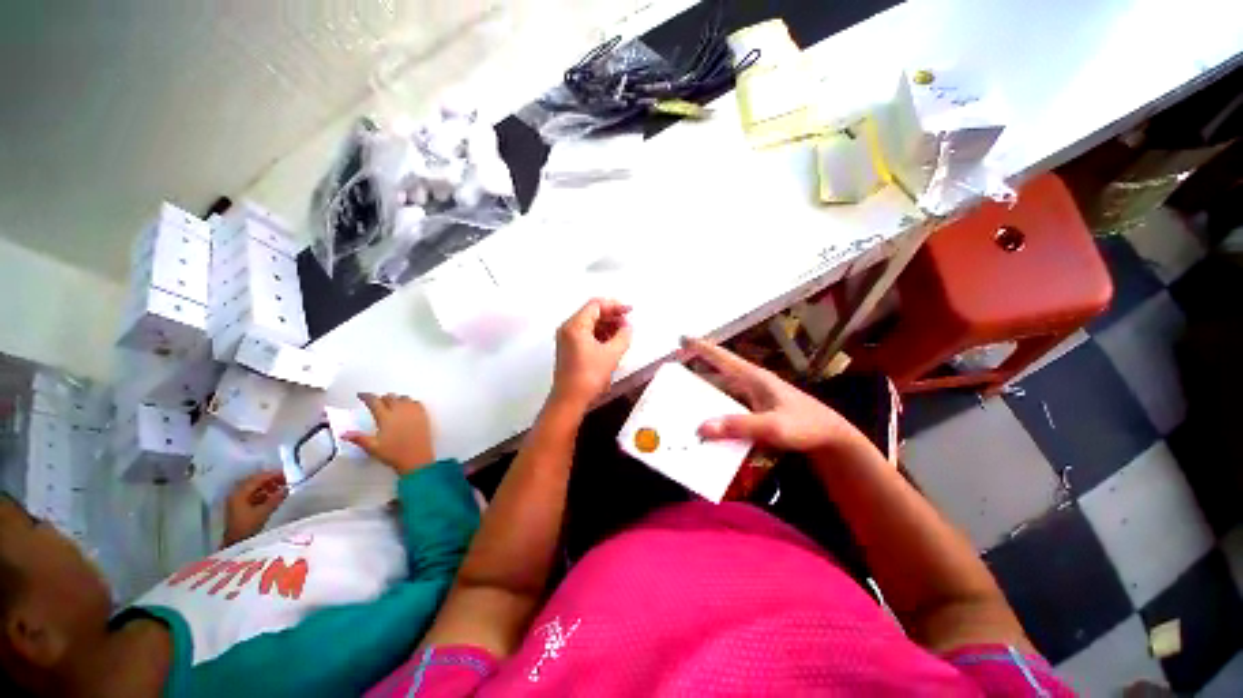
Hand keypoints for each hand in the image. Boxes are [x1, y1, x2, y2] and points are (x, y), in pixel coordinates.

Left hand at [222, 471, 287, 547]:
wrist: (235, 542)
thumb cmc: (247, 526)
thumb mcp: (263, 513)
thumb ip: (275, 499)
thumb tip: (287, 488)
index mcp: (240, 493)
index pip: (257, 478)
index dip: (272, 475)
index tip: (286, 476)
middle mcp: (237, 493)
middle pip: (255, 480)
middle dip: (270, 479)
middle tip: (284, 481)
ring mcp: (237, 499)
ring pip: (254, 486)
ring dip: (267, 486)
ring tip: (280, 489)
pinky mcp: (239, 504)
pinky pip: (252, 493)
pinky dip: (263, 492)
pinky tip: (272, 496)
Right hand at [343, 393, 435, 474]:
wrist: (417, 458)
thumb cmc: (394, 453)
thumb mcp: (373, 447)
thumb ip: (358, 438)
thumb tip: (343, 434)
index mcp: (386, 417)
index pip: (374, 401)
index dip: (366, 396)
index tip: (361, 395)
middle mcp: (400, 411)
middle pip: (390, 397)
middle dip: (381, 398)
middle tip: (376, 402)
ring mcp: (414, 412)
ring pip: (404, 398)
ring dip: (396, 398)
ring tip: (391, 403)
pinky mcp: (424, 415)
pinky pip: (417, 402)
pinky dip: (410, 402)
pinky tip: (407, 406)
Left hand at [551, 299, 632, 409]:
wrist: (570, 400)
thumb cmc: (590, 375)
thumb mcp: (611, 354)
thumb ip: (623, 336)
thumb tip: (627, 327)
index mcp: (575, 325)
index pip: (596, 305)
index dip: (615, 306)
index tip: (630, 311)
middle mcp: (568, 328)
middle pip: (592, 313)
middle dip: (611, 316)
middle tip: (627, 323)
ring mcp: (567, 338)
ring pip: (589, 324)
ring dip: (607, 325)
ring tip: (622, 333)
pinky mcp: (569, 349)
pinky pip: (586, 334)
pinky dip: (599, 335)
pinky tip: (612, 341)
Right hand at [682, 337, 867, 454]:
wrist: (831, 439)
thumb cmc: (806, 426)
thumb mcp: (773, 427)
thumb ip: (739, 426)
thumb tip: (701, 427)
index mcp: (753, 377)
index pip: (722, 357)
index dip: (701, 347)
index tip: (681, 338)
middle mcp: (750, 384)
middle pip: (717, 373)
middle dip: (695, 372)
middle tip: (672, 376)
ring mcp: (753, 397)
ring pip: (722, 390)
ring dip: (704, 393)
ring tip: (682, 400)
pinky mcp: (756, 410)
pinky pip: (729, 406)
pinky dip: (715, 409)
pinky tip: (706, 420)